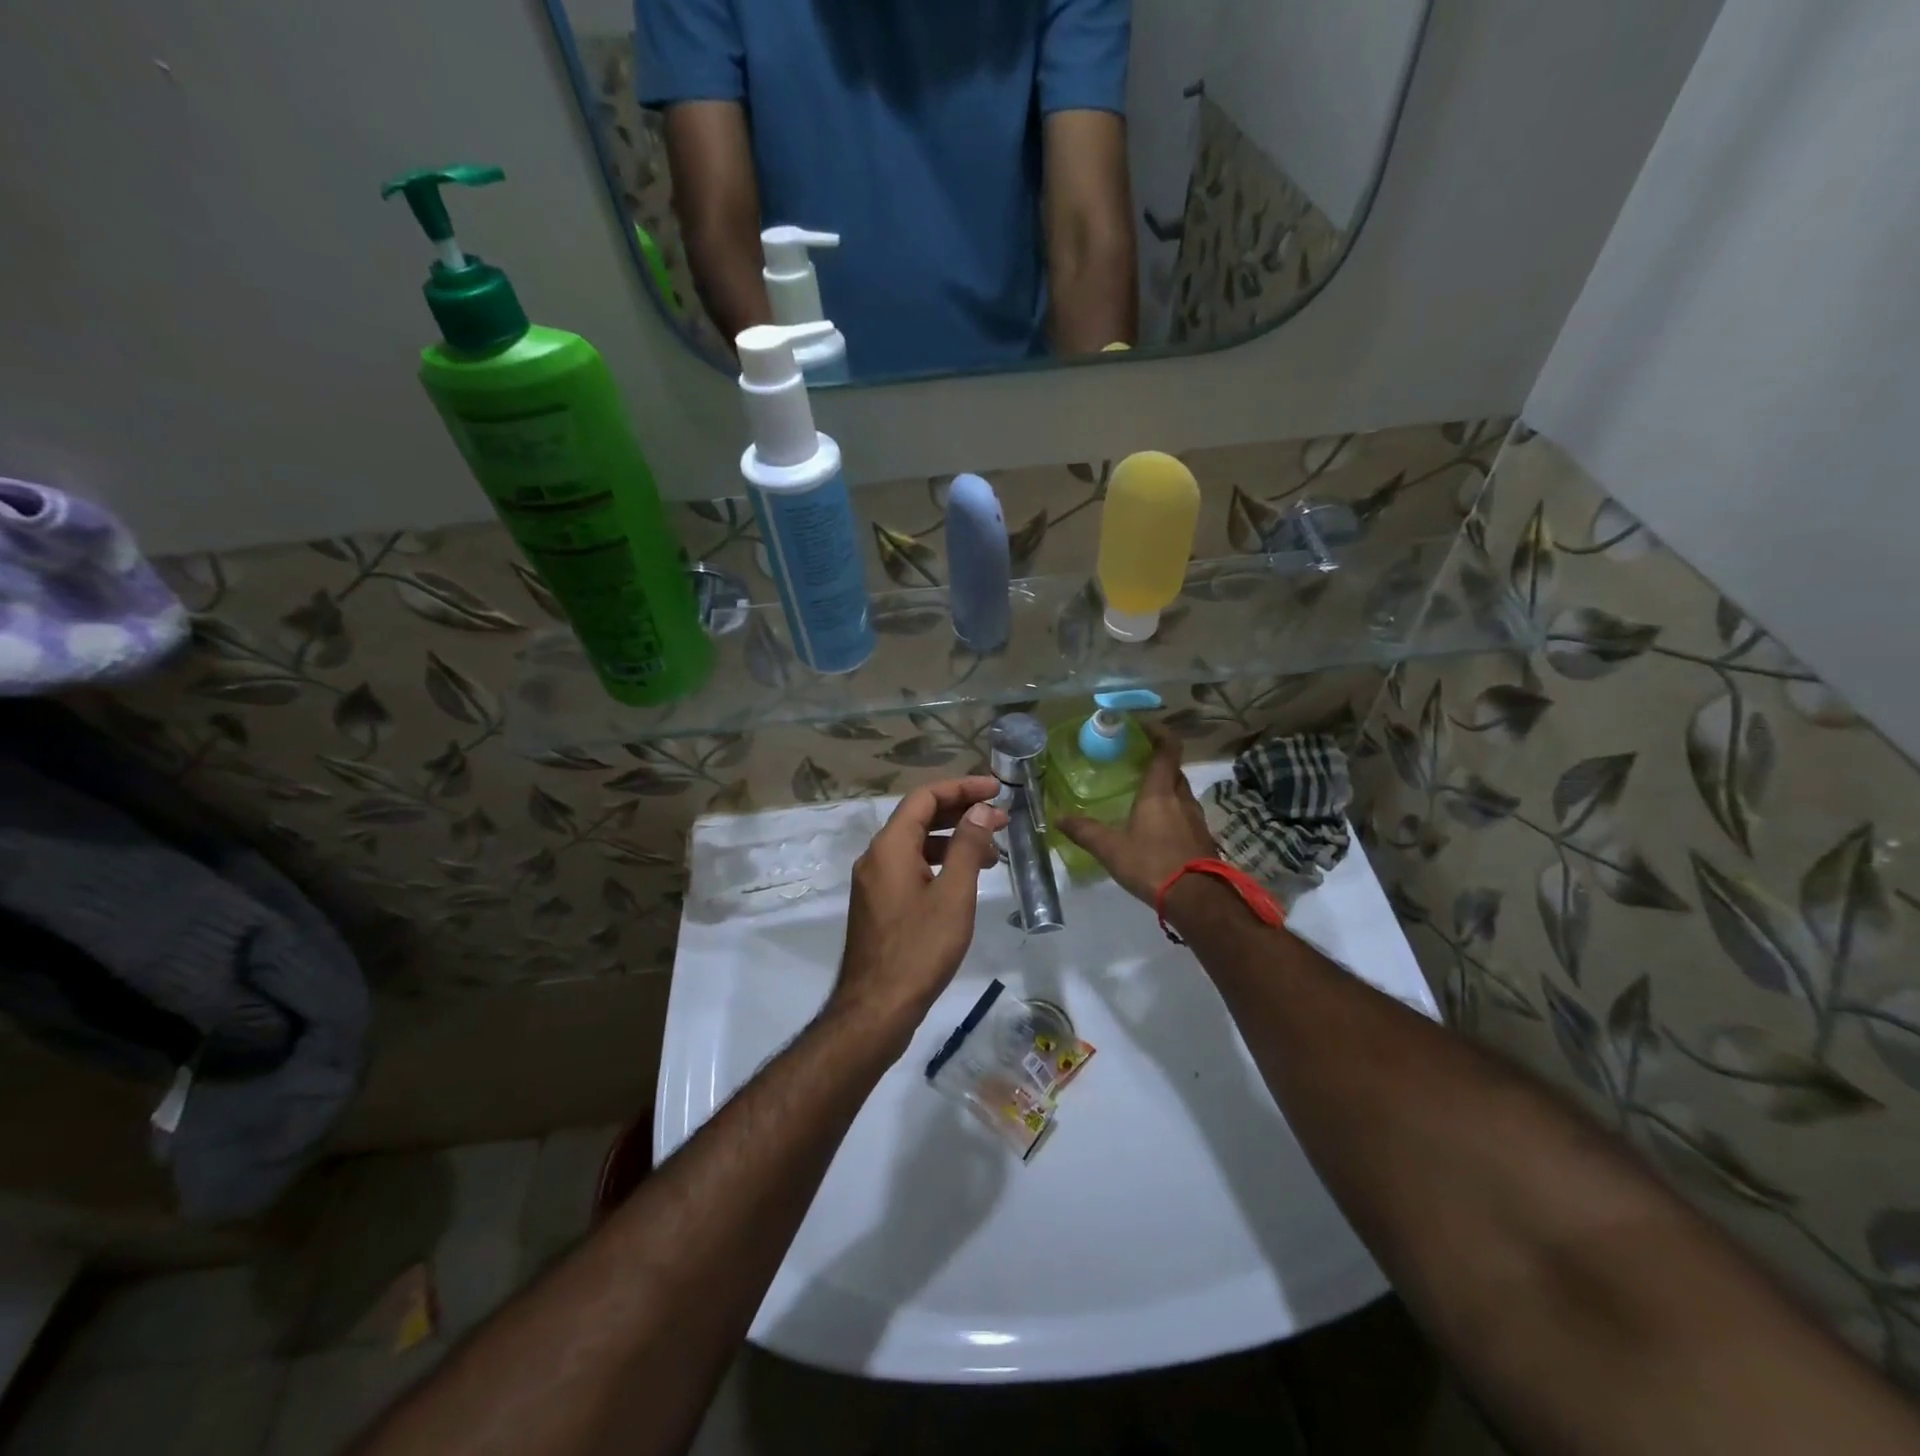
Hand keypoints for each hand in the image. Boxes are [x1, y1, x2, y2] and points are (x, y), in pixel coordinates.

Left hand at [831, 777, 1007, 1034]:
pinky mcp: (878, 903)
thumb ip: (968, 846)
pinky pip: (909, 866)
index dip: (962, 787)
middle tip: (1001, 818)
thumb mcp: (953, 895)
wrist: (876, 1008)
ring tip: (991, 853)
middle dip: (961, 812)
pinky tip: (963, 880)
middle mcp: (876, 856)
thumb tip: (980, 809)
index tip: (996, 789)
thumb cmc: (920, 949)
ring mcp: (874, 881)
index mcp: (890, 846)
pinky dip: (938, 863)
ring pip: (915, 844)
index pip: (925, 797)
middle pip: (919, 817)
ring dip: (952, 840)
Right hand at [1057, 724, 1218, 903]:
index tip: (1143, 727)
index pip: (1168, 749)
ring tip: (1143, 798)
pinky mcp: (1203, 839)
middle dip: (1158, 764)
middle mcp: (1182, 799)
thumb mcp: (1111, 849)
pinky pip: (1186, 815)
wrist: (1197, 900)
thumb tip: (1058, 817)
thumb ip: (1085, 831)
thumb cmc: (1152, 864)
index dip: (1159, 733)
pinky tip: (1156, 830)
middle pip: (1174, 771)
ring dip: (1166, 790)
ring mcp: (1196, 819)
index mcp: (1160, 792)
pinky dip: (1172, 813)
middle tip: (1136, 766)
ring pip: (1181, 794)